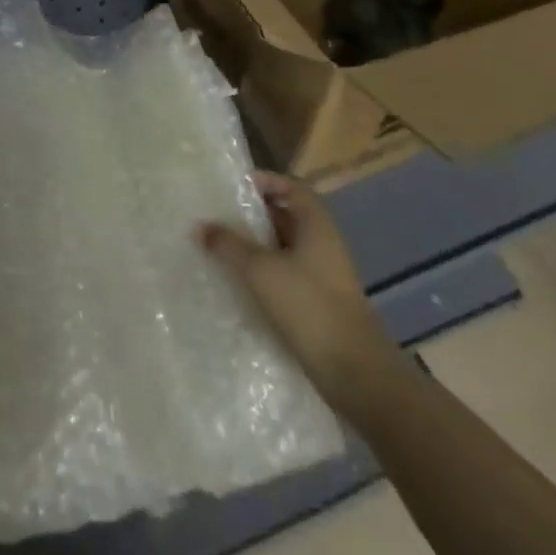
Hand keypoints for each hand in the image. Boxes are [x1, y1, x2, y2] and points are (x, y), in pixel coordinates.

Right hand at [198, 171, 398, 399]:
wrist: (355, 372)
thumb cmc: (308, 306)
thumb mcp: (260, 269)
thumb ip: (228, 245)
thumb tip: (200, 226)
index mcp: (317, 226)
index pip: (293, 188)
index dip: (267, 182)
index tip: (236, 186)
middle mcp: (324, 245)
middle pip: (288, 217)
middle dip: (255, 215)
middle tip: (220, 215)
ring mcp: (324, 276)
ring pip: (286, 249)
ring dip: (258, 246)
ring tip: (223, 247)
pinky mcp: (320, 304)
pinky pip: (288, 276)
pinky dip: (265, 274)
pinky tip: (241, 284)